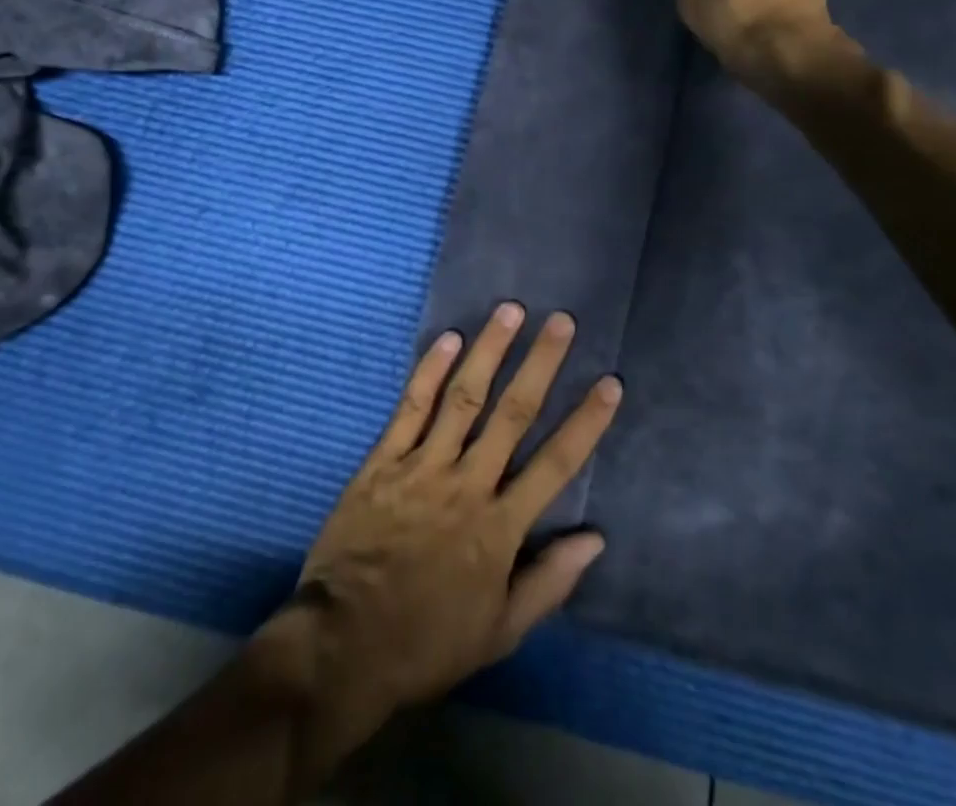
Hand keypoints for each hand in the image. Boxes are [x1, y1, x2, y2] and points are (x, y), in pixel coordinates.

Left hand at [282, 304, 620, 728]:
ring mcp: (424, 466)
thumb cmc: (428, 641)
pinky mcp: (384, 461)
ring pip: (464, 397)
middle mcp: (468, 484)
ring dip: (489, 351)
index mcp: (500, 526)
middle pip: (513, 413)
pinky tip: (447, 338)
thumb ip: (549, 582)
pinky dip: (430, 371)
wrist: (345, 644)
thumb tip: (596, 538)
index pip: (556, 464)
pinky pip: (411, 408)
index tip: (610, 382)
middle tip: (561, 321)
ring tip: (510, 311)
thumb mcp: (501, 631)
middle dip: (540, 363)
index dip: (586, 421)